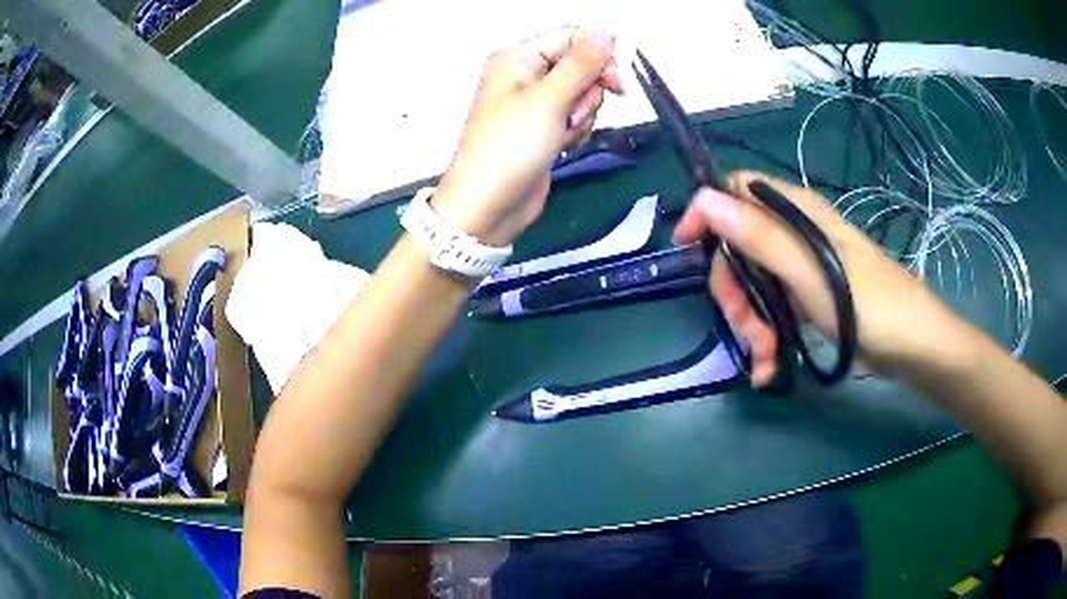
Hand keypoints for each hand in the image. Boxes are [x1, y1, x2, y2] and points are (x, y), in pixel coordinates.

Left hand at [432, 28, 623, 246]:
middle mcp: (525, 76)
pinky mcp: (543, 129)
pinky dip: (575, 132)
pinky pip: (574, 118)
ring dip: (582, 116)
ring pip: (582, 95)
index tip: (614, 84)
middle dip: (587, 93)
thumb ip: (582, 63)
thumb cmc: (510, 147)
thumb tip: (608, 31)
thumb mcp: (549, 99)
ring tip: (561, 135)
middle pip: (580, 67)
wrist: (488, 206)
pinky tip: (561, 147)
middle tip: (572, 115)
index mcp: (518, 59)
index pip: (571, 39)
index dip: (597, 57)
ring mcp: (535, 105)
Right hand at [673, 171, 969, 385]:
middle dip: (734, 290)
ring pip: (752, 285)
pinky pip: (771, 311)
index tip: (689, 247)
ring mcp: (800, 269)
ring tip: (765, 357)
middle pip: (738, 247)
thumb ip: (759, 235)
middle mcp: (794, 235)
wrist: (911, 347)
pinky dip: (765, 340)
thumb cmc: (868, 304)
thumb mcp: (809, 270)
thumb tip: (704, 199)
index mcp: (796, 213)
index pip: (737, 191)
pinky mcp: (806, 300)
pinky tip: (769, 368)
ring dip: (749, 324)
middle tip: (744, 327)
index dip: (709, 211)